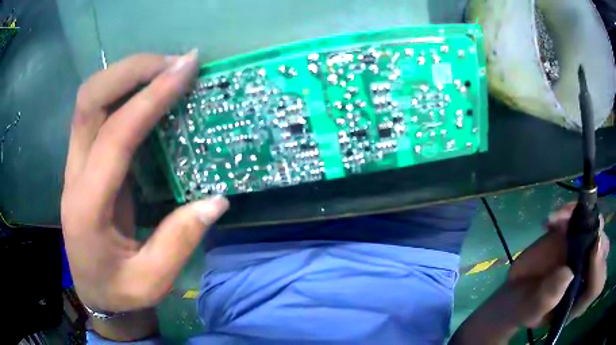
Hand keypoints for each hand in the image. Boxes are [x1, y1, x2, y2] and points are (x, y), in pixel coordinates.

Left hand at [61, 51, 228, 338]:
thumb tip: (216, 199)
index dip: (151, 97)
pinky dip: (123, 90)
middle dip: (131, 70)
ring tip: (166, 68)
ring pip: (89, 99)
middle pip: (89, 99)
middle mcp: (75, 175)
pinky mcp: (84, 161)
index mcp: (88, 207)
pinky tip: (149, 90)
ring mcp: (76, 164)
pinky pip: (97, 111)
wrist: (93, 293)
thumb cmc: (120, 292)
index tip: (186, 69)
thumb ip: (180, 240)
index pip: (115, 136)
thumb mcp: (153, 280)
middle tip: (175, 63)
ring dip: (127, 74)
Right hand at [504, 203, 608, 327]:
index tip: (595, 248)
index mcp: (580, 299)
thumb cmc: (526, 309)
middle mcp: (587, 272)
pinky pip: (580, 217)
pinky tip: (552, 220)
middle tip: (579, 228)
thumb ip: (548, 298)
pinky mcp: (573, 234)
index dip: (599, 266)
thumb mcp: (531, 311)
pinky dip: (570, 213)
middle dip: (596, 234)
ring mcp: (582, 251)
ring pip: (595, 227)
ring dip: (583, 218)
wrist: (518, 291)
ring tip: (557, 220)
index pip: (597, 284)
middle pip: (602, 249)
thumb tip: (568, 273)